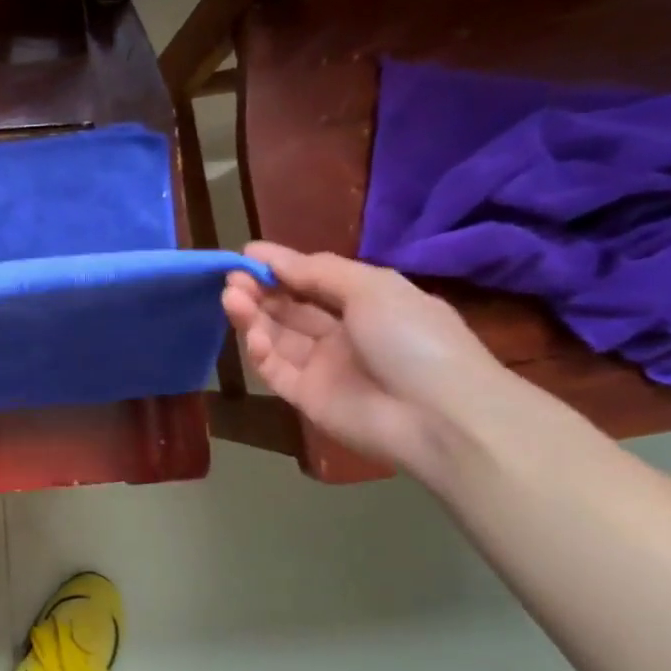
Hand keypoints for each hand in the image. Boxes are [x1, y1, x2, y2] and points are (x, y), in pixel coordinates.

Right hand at [222, 243, 509, 472]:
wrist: (439, 416)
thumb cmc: (413, 339)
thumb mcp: (373, 288)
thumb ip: (318, 272)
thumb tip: (272, 259)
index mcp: (368, 304)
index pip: (315, 280)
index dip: (282, 266)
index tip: (247, 253)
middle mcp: (343, 334)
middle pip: (291, 308)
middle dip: (261, 290)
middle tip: (232, 277)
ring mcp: (323, 367)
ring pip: (277, 336)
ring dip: (253, 315)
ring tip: (230, 297)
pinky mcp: (306, 397)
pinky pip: (276, 370)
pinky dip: (261, 351)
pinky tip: (254, 336)